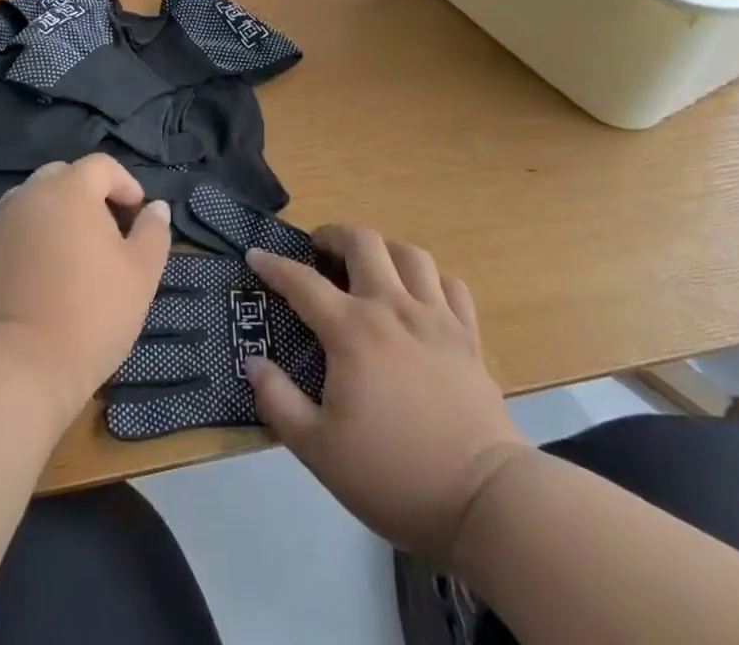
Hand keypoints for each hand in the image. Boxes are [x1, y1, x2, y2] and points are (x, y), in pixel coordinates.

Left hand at [0, 154, 171, 425]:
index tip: (137, 212)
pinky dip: (30, 239)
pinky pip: (12, 230)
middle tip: (105, 232)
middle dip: (87, 195)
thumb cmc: (91, 313)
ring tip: (72, 254)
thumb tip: (156, 207)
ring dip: (55, 216)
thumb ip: (153, 233)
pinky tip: (42, 275)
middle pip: (63, 177)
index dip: (124, 183)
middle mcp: (30, 193)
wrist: (18, 363)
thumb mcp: (140, 274)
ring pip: (33, 202)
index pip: (101, 166)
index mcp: (70, 189)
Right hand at [244, 228, 529, 565]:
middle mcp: (392, 308)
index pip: (302, 281)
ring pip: (409, 254)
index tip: (254, 256)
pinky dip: (430, 278)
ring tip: (370, 267)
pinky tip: (420, 295)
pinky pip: (451, 285)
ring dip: (383, 251)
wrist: (485, 502)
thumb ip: (278, 400)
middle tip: (319, 251)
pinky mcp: (468, 337)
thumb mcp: (318, 450)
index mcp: (351, 331)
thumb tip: (253, 361)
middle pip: (363, 242)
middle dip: (334, 235)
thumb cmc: (394, 475)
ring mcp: (435, 318)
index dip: (273, 265)